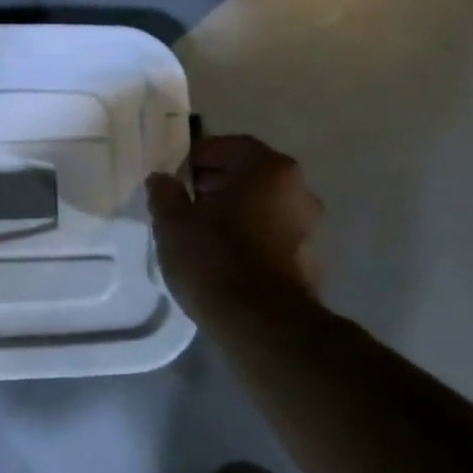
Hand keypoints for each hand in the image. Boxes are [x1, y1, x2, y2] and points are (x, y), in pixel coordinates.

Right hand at [146, 135, 324, 326]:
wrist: (263, 326)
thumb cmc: (215, 259)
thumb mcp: (172, 222)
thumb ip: (165, 193)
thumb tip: (162, 179)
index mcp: (268, 170)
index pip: (229, 146)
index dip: (197, 156)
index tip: (173, 173)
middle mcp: (298, 190)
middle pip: (249, 174)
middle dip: (215, 183)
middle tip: (183, 200)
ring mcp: (309, 227)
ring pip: (262, 205)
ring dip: (233, 211)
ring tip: (199, 230)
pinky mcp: (310, 260)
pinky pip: (271, 234)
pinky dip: (248, 236)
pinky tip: (222, 256)